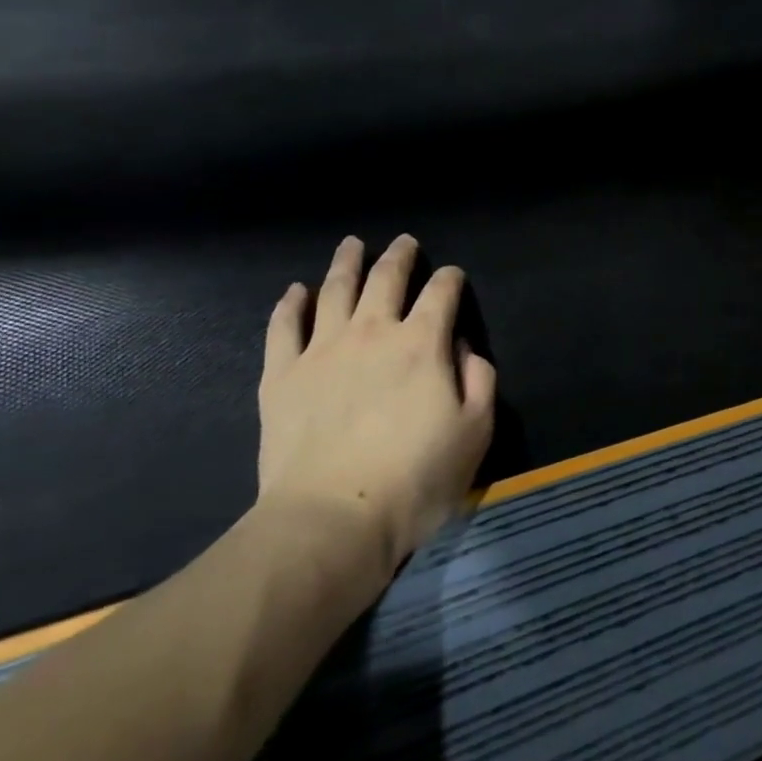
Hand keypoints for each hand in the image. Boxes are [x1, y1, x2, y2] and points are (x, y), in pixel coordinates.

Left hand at [257, 235, 496, 577]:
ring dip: (346, 263)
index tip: (452, 275)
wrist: (333, 518)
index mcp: (422, 344)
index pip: (440, 294)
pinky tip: (296, 291)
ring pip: (335, 290)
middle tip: (404, 242)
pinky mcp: (281, 375)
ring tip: (352, 244)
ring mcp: (321, 349)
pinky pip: (284, 327)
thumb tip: (465, 348)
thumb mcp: (475, 432)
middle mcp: (372, 332)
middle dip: (399, 256)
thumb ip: (480, 380)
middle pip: (386, 279)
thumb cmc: (416, 479)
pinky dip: (290, 304)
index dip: (450, 279)